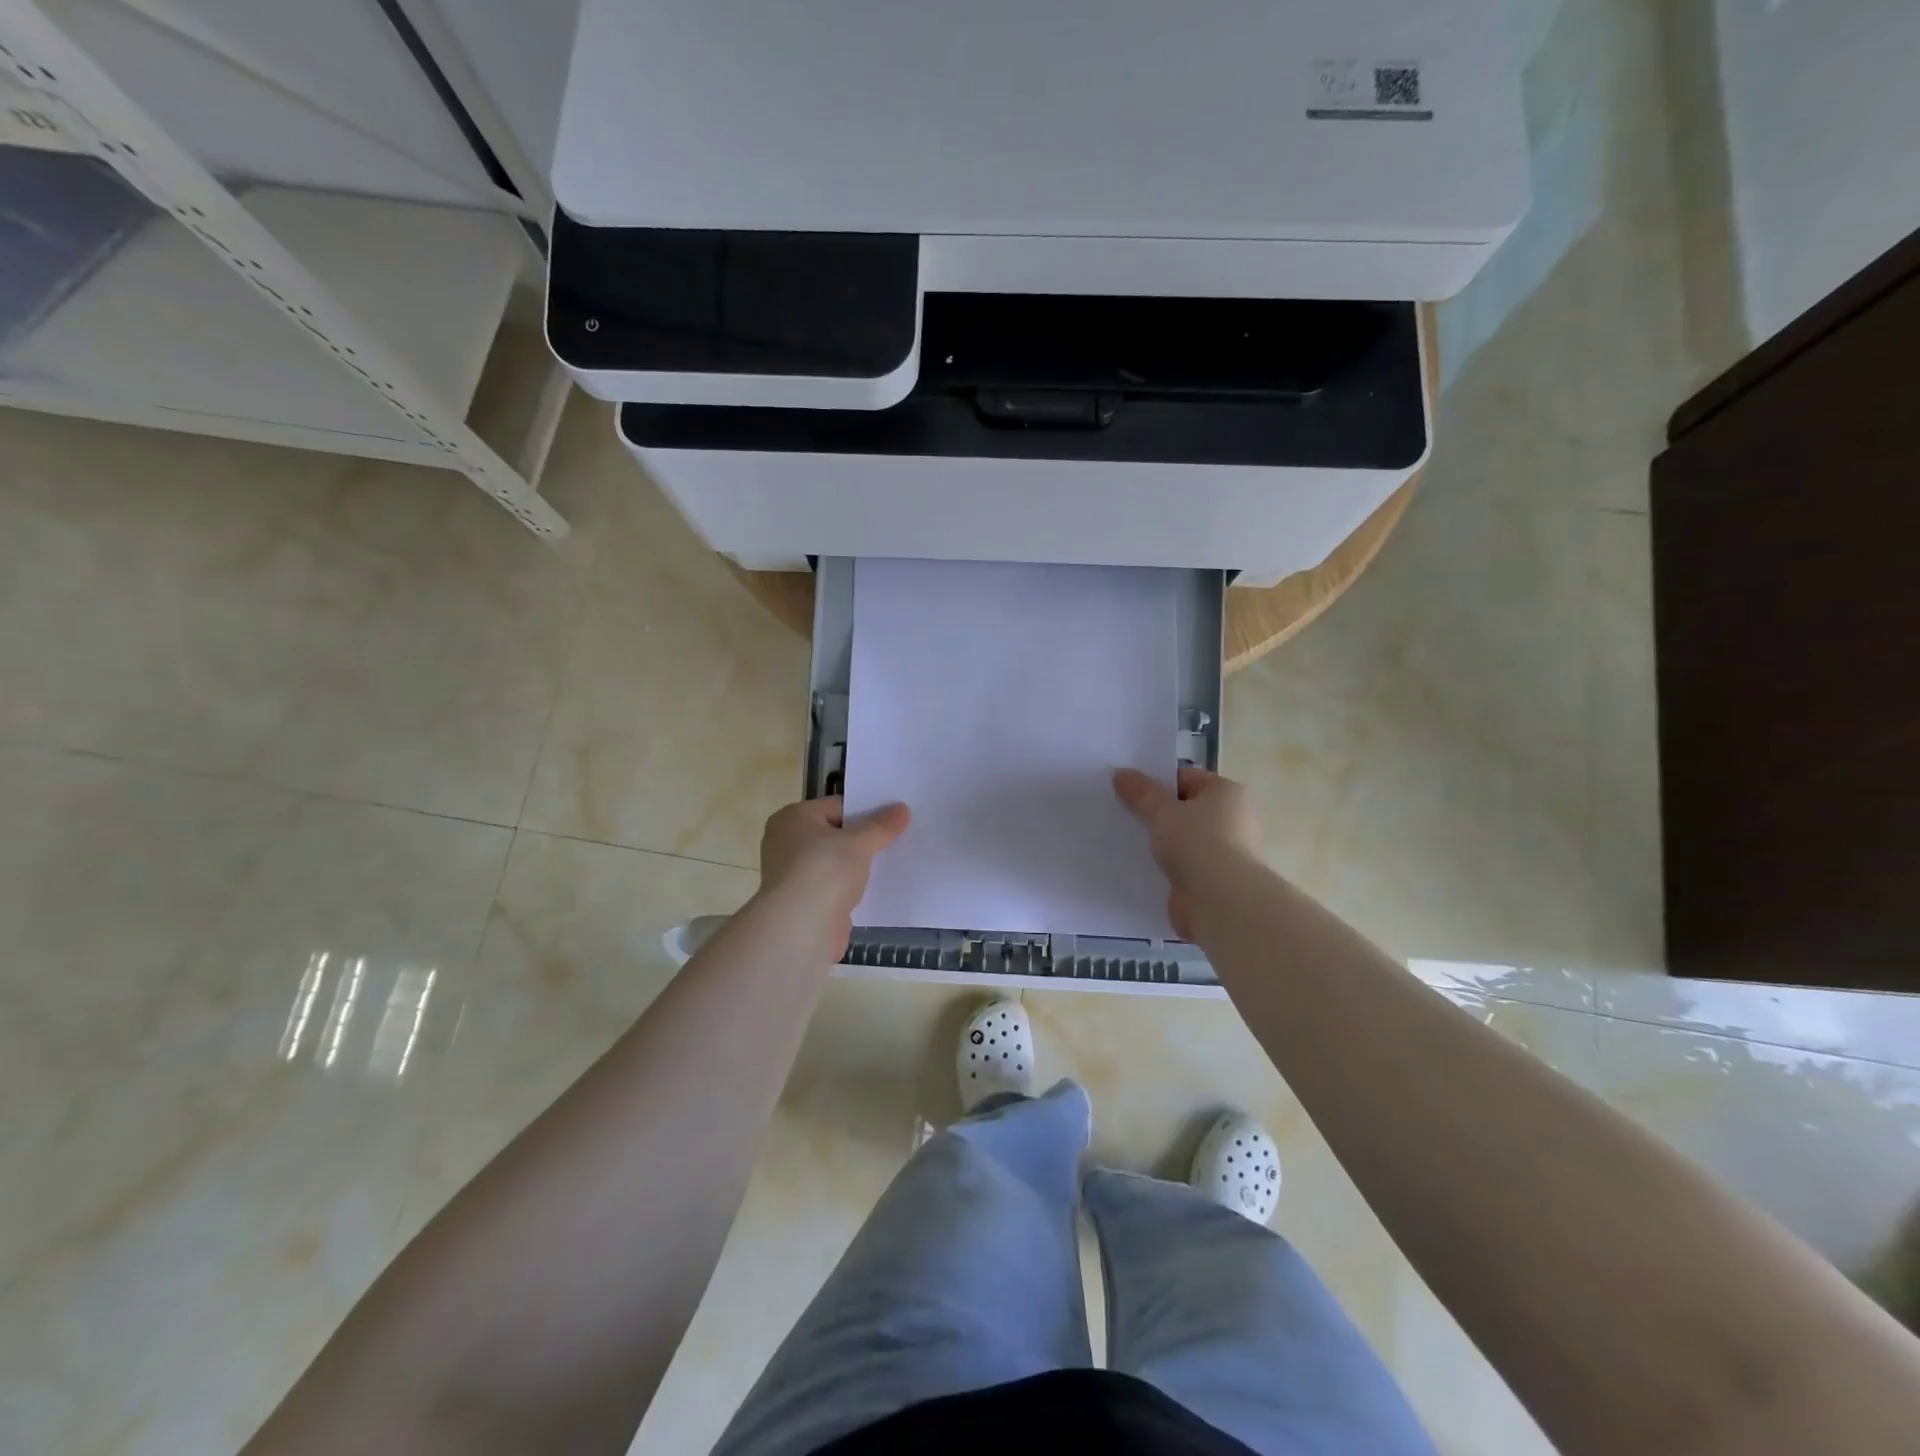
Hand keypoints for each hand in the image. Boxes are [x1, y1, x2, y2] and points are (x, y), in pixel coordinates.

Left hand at [755, 796, 911, 959]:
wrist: (800, 928)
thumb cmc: (824, 871)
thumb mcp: (859, 842)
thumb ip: (881, 825)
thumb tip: (902, 808)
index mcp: (793, 817)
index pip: (837, 806)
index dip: (866, 810)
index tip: (893, 818)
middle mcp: (787, 842)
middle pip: (835, 834)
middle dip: (863, 839)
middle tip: (896, 838)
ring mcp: (793, 874)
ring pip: (835, 862)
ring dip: (857, 865)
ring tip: (892, 862)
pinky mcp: (803, 902)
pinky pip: (834, 886)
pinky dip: (851, 888)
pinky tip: (876, 889)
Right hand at [1113, 767, 1261, 939]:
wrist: (1219, 900)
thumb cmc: (1197, 842)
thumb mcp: (1162, 811)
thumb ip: (1140, 792)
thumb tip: (1120, 773)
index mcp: (1227, 793)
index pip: (1186, 778)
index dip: (1157, 782)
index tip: (1128, 791)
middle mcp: (1232, 819)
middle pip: (1185, 809)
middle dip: (1157, 813)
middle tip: (1123, 814)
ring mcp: (1225, 852)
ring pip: (1183, 839)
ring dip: (1161, 842)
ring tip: (1127, 840)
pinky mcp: (1213, 879)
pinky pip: (1183, 865)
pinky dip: (1166, 866)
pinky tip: (1140, 866)